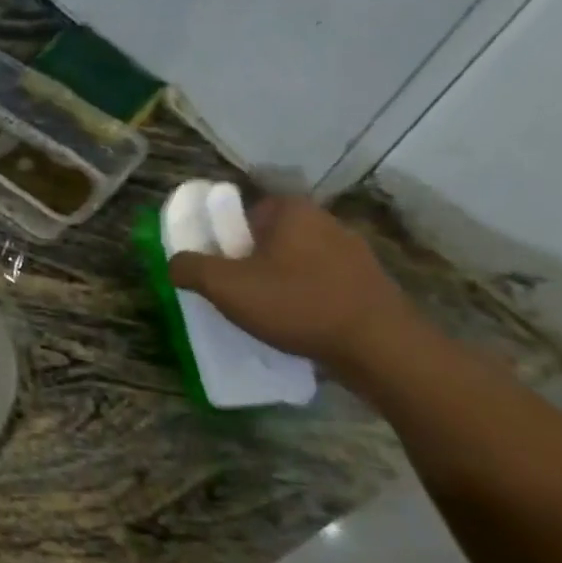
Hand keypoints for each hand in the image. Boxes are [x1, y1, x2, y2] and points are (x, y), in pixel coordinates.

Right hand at [167, 195, 420, 373]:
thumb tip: (176, 264)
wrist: (385, 352)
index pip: (243, 212)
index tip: (220, 266)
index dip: (225, 238)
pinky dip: (308, 300)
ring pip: (298, 262)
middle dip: (252, 261)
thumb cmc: (298, 304)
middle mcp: (327, 222)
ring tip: (269, 314)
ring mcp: (357, 254)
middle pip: (270, 237)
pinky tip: (301, 325)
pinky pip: (324, 285)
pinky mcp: (374, 286)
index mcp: (292, 210)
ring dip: (281, 282)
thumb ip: (189, 267)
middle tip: (238, 291)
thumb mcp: (225, 286)